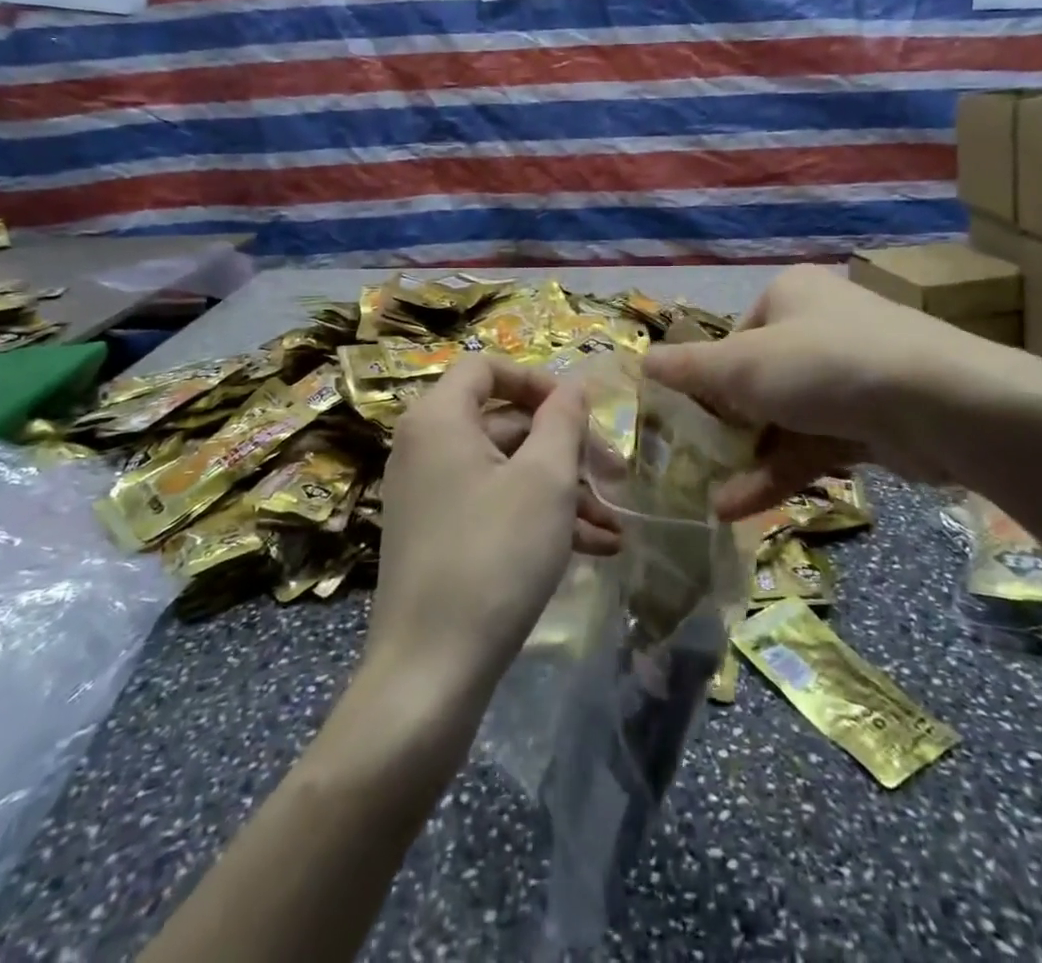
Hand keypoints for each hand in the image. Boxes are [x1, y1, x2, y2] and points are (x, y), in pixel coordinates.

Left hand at [367, 356, 586, 693]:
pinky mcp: (437, 537)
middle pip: (504, 422)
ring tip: (615, 526)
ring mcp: (429, 495)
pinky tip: (592, 548)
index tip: (580, 412)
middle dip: (565, 448)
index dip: (538, 381)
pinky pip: (494, 506)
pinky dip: (538, 518)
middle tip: (615, 477)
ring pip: (506, 471)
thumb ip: (562, 420)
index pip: (487, 368)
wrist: (430, 673)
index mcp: (439, 418)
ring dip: (563, 491)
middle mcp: (425, 448)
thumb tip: (572, 386)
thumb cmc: (494, 556)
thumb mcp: (545, 479)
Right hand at [641, 265, 1041, 517]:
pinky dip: (780, 471)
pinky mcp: (874, 418)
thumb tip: (642, 362)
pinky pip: (814, 443)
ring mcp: (850, 374)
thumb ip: (690, 370)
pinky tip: (740, 506)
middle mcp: (819, 326)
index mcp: (788, 295)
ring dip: (748, 458)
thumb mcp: (743, 366)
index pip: (733, 339)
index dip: (705, 381)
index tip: (683, 420)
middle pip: (757, 380)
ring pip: (784, 418)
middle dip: (725, 427)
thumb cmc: (825, 366)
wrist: (942, 405)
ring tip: (708, 499)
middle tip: (691, 463)